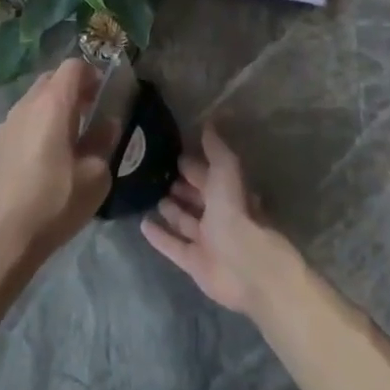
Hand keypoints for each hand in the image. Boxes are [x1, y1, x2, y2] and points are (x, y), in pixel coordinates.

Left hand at [0, 58, 115, 273]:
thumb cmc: (53, 203)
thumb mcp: (95, 177)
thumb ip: (103, 142)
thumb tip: (107, 124)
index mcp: (52, 104)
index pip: (73, 66)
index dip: (92, 73)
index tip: (104, 94)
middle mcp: (25, 105)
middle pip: (51, 80)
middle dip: (73, 89)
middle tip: (90, 115)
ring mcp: (4, 125)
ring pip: (33, 102)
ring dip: (52, 110)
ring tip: (67, 141)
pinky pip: (19, 124)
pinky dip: (34, 129)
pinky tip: (41, 162)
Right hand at [141, 125, 296, 316]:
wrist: (246, 269)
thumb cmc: (236, 214)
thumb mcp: (227, 172)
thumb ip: (217, 148)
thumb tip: (211, 120)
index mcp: (230, 193)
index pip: (209, 175)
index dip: (194, 165)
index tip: (174, 154)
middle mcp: (219, 216)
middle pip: (197, 197)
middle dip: (182, 186)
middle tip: (158, 174)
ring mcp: (206, 240)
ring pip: (185, 221)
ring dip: (171, 209)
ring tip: (151, 196)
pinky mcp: (194, 263)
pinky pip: (173, 246)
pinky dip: (159, 236)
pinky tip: (142, 224)